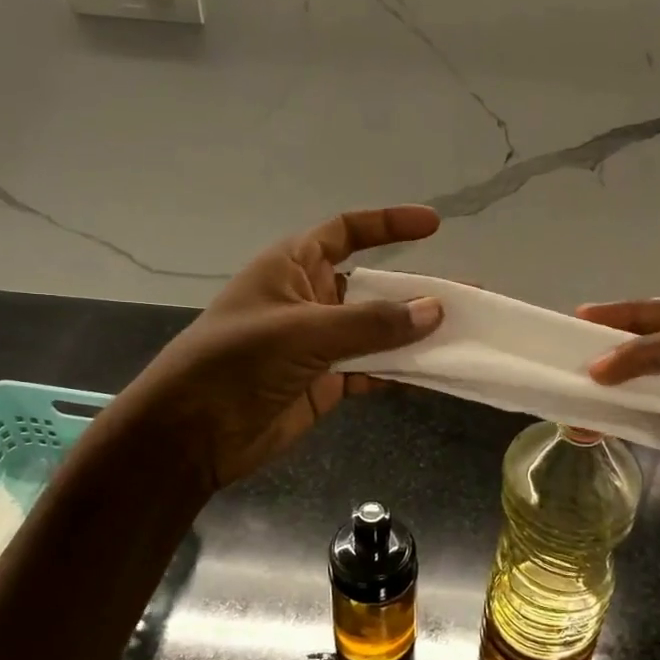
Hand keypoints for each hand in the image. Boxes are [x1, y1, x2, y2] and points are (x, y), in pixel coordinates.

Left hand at [109, 206, 443, 493]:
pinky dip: (401, 371)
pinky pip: (373, 370)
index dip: (387, 224)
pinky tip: (435, 372)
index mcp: (292, 267)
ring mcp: (319, 344)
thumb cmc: (236, 362)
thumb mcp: (304, 333)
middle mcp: (309, 299)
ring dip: (415, 334)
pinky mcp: (326, 383)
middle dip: (416, 290)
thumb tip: (434, 309)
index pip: (346, 232)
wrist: (192, 434)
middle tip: (467, 294)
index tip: (433, 225)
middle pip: (372, 286)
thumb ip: (372, 324)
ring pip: (378, 332)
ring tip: (464, 333)